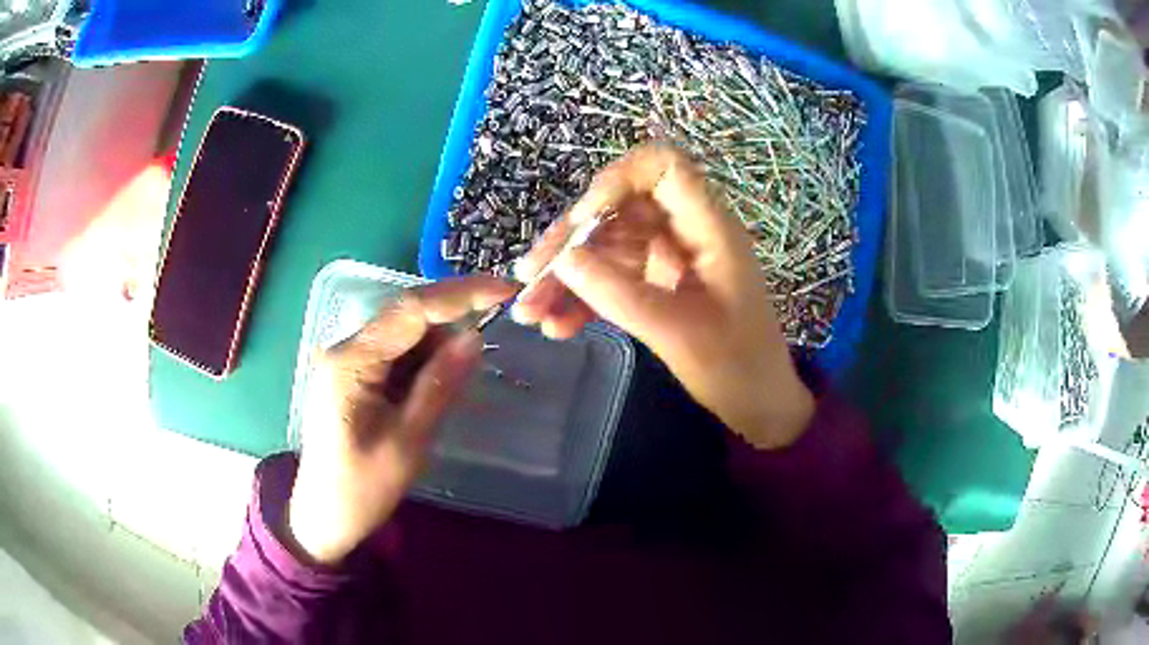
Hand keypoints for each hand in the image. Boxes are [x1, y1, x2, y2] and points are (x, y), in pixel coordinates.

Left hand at [287, 277, 515, 564]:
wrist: (323, 517)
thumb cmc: (362, 489)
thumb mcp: (408, 442)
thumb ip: (440, 386)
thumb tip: (474, 337)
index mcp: (351, 362)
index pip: (411, 309)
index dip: (462, 294)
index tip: (507, 290)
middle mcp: (345, 349)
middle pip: (407, 315)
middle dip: (452, 323)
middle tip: (490, 345)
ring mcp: (347, 360)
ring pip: (404, 333)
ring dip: (438, 348)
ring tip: (456, 385)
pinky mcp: (353, 374)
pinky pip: (396, 354)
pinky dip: (422, 364)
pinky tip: (433, 390)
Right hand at [513, 143, 813, 448]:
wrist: (757, 404)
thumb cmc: (735, 367)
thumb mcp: (676, 333)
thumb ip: (618, 293)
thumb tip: (562, 260)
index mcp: (708, 228)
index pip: (663, 168)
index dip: (618, 179)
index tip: (581, 221)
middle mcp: (685, 232)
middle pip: (618, 210)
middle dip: (570, 241)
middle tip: (529, 277)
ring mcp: (668, 258)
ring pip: (606, 246)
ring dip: (565, 276)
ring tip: (529, 313)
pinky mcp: (655, 284)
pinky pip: (610, 277)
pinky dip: (581, 298)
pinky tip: (556, 325)